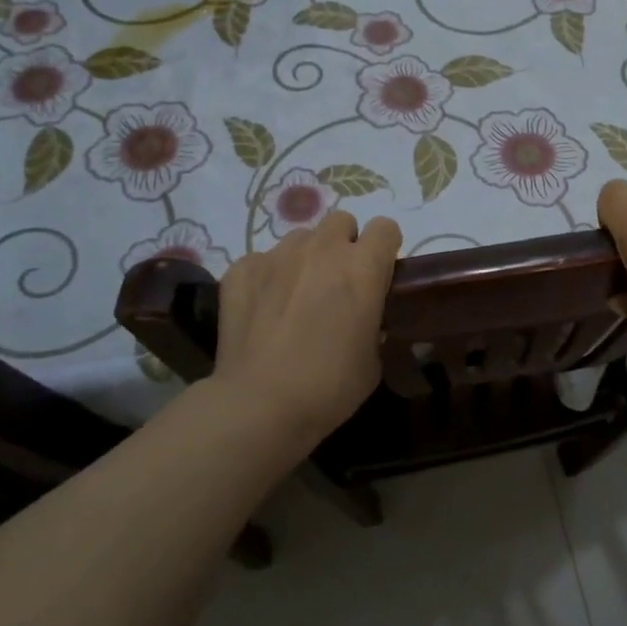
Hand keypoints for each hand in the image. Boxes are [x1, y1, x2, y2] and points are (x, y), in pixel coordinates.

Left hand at [210, 210, 401, 451]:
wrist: (261, 404)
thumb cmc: (330, 386)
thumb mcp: (373, 360)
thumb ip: (373, 325)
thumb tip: (363, 319)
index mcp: (362, 268)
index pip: (385, 228)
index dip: (385, 248)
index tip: (379, 272)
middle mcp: (322, 250)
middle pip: (341, 221)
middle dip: (344, 245)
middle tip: (338, 283)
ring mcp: (277, 256)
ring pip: (301, 238)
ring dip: (306, 259)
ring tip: (297, 296)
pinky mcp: (241, 270)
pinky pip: (261, 261)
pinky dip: (267, 278)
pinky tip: (263, 310)